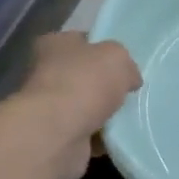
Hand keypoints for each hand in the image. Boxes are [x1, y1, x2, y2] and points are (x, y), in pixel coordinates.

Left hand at [19, 32, 141, 178]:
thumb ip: (126, 64)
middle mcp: (47, 73)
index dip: (103, 49)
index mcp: (55, 44)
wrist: (58, 134)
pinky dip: (102, 137)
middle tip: (131, 92)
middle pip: (84, 76)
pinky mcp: (57, 136)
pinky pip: (87, 133)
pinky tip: (120, 138)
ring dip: (105, 114)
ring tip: (131, 117)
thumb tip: (129, 79)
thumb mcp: (117, 57)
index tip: (125, 63)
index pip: (82, 41)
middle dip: (106, 85)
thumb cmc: (85, 83)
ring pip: (86, 107)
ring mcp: (50, 107)